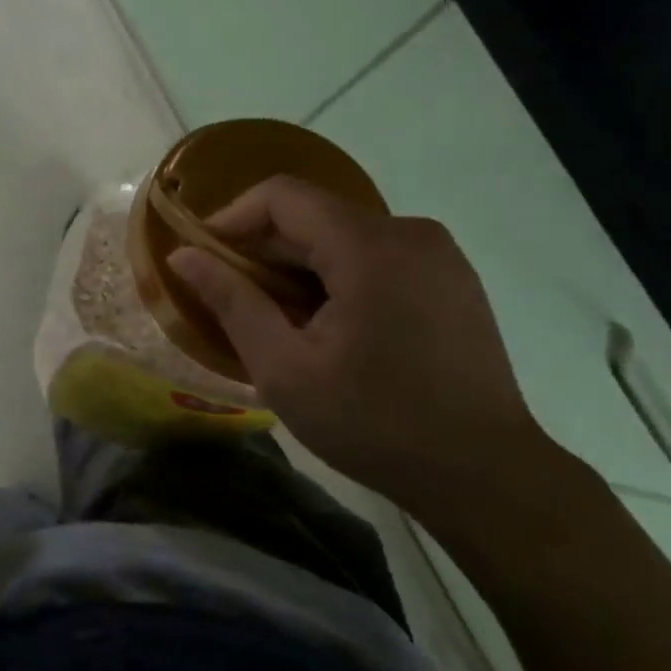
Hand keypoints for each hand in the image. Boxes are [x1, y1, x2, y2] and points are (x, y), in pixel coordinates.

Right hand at [169, 177, 561, 520]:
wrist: (487, 475)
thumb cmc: (376, 423)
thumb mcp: (285, 369)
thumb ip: (231, 301)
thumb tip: (183, 255)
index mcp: (368, 245)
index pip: (282, 195)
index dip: (233, 218)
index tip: (206, 259)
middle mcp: (409, 231)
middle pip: (315, 215)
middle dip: (266, 250)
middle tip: (237, 301)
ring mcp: (439, 253)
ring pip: (346, 235)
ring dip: (302, 266)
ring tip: (283, 321)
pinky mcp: (453, 277)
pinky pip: (379, 255)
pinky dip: (341, 275)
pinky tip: (334, 327)